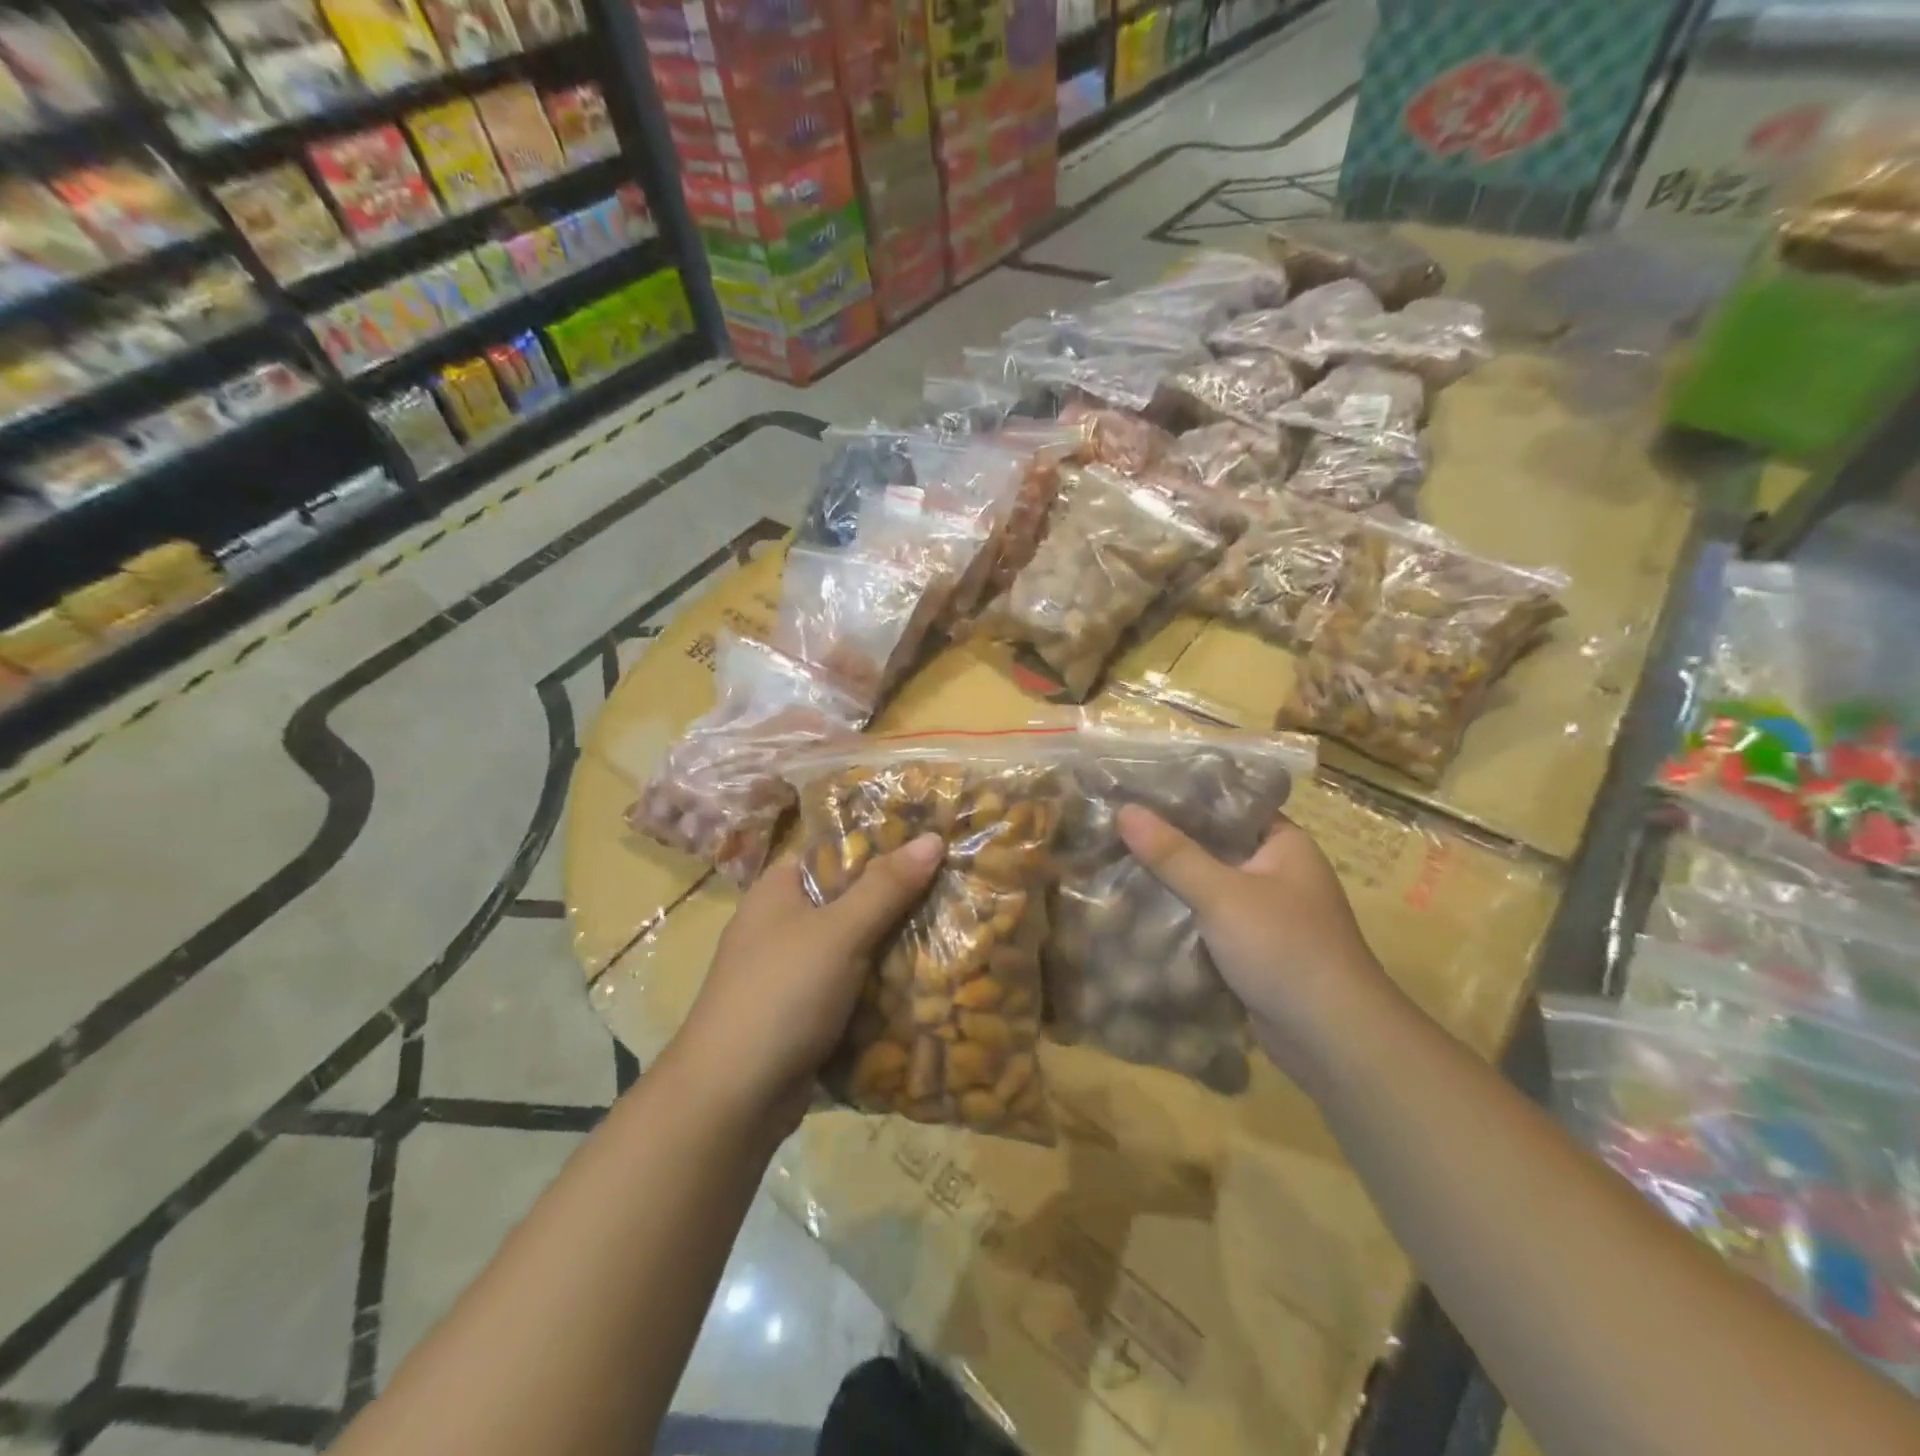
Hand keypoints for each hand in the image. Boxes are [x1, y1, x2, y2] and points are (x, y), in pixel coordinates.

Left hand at [672, 834, 943, 1136]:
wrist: (732, 1100)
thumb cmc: (781, 995)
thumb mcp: (839, 932)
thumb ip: (886, 886)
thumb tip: (933, 838)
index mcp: (779, 890)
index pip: (836, 850)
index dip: (883, 842)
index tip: (934, 842)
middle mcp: (783, 924)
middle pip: (851, 898)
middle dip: (900, 898)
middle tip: (957, 887)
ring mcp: (793, 972)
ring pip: (857, 946)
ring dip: (896, 945)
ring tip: (958, 930)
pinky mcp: (805, 1013)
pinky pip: (854, 986)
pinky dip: (883, 984)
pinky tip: (928, 981)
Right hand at [1117, 805, 1395, 1091]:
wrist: (1333, 1039)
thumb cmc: (1285, 948)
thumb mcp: (1222, 895)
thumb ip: (1172, 853)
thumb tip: (1125, 810)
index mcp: (1284, 844)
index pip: (1229, 804)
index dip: (1184, 796)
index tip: (1135, 789)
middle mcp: (1278, 872)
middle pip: (1214, 845)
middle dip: (1168, 841)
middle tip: (1114, 825)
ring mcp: (1267, 913)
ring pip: (1209, 886)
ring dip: (1171, 881)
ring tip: (1115, 861)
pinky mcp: (1254, 949)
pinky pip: (1209, 920)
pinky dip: (1181, 915)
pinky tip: (1138, 909)